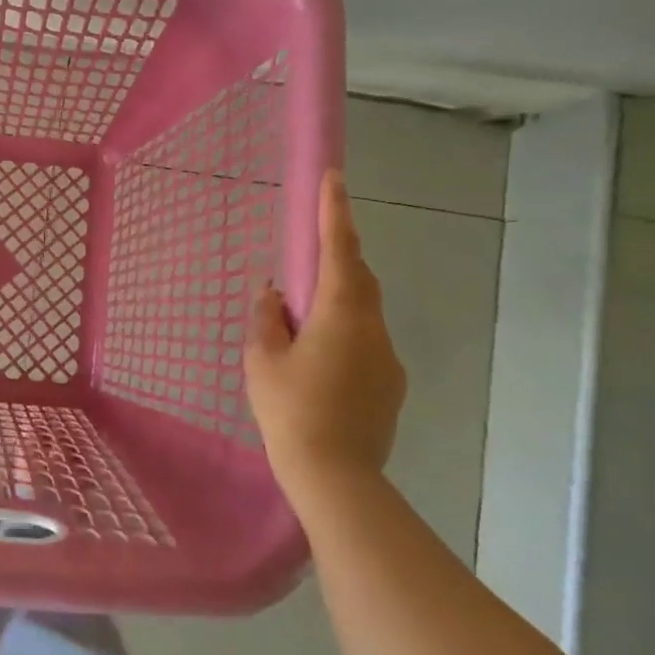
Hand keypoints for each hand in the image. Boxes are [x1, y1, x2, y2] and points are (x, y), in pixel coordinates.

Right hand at [245, 170, 405, 502]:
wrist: (336, 477)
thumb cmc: (291, 410)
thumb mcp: (262, 360)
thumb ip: (267, 318)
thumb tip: (274, 293)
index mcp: (340, 313)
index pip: (339, 249)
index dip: (335, 211)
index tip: (335, 177)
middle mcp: (373, 327)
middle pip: (358, 278)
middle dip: (336, 259)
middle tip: (306, 261)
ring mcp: (388, 358)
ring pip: (363, 313)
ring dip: (337, 303)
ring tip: (301, 326)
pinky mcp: (391, 385)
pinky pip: (367, 343)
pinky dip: (344, 336)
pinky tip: (319, 365)